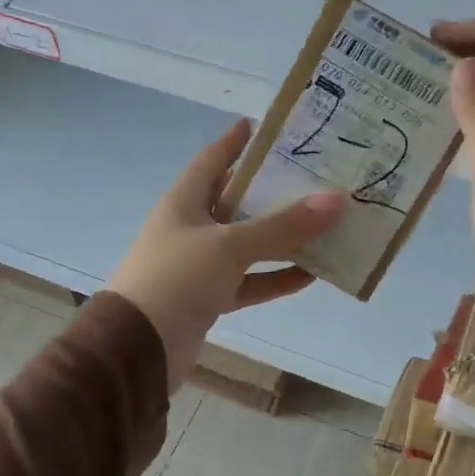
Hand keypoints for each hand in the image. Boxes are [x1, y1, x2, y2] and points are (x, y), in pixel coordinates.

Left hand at [109, 119, 345, 389]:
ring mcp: (199, 267)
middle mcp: (190, 229)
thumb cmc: (176, 279)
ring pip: (247, 246)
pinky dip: (275, 278)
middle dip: (270, 192)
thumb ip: (282, 226)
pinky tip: (310, 275)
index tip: (261, 126)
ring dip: (281, 239)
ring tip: (323, 226)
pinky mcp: (209, 300)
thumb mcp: (230, 245)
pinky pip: (249, 282)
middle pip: (236, 203)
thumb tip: (336, 200)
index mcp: (183, 203)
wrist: (138, 349)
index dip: (234, 142)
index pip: (211, 161)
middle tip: (311, 177)